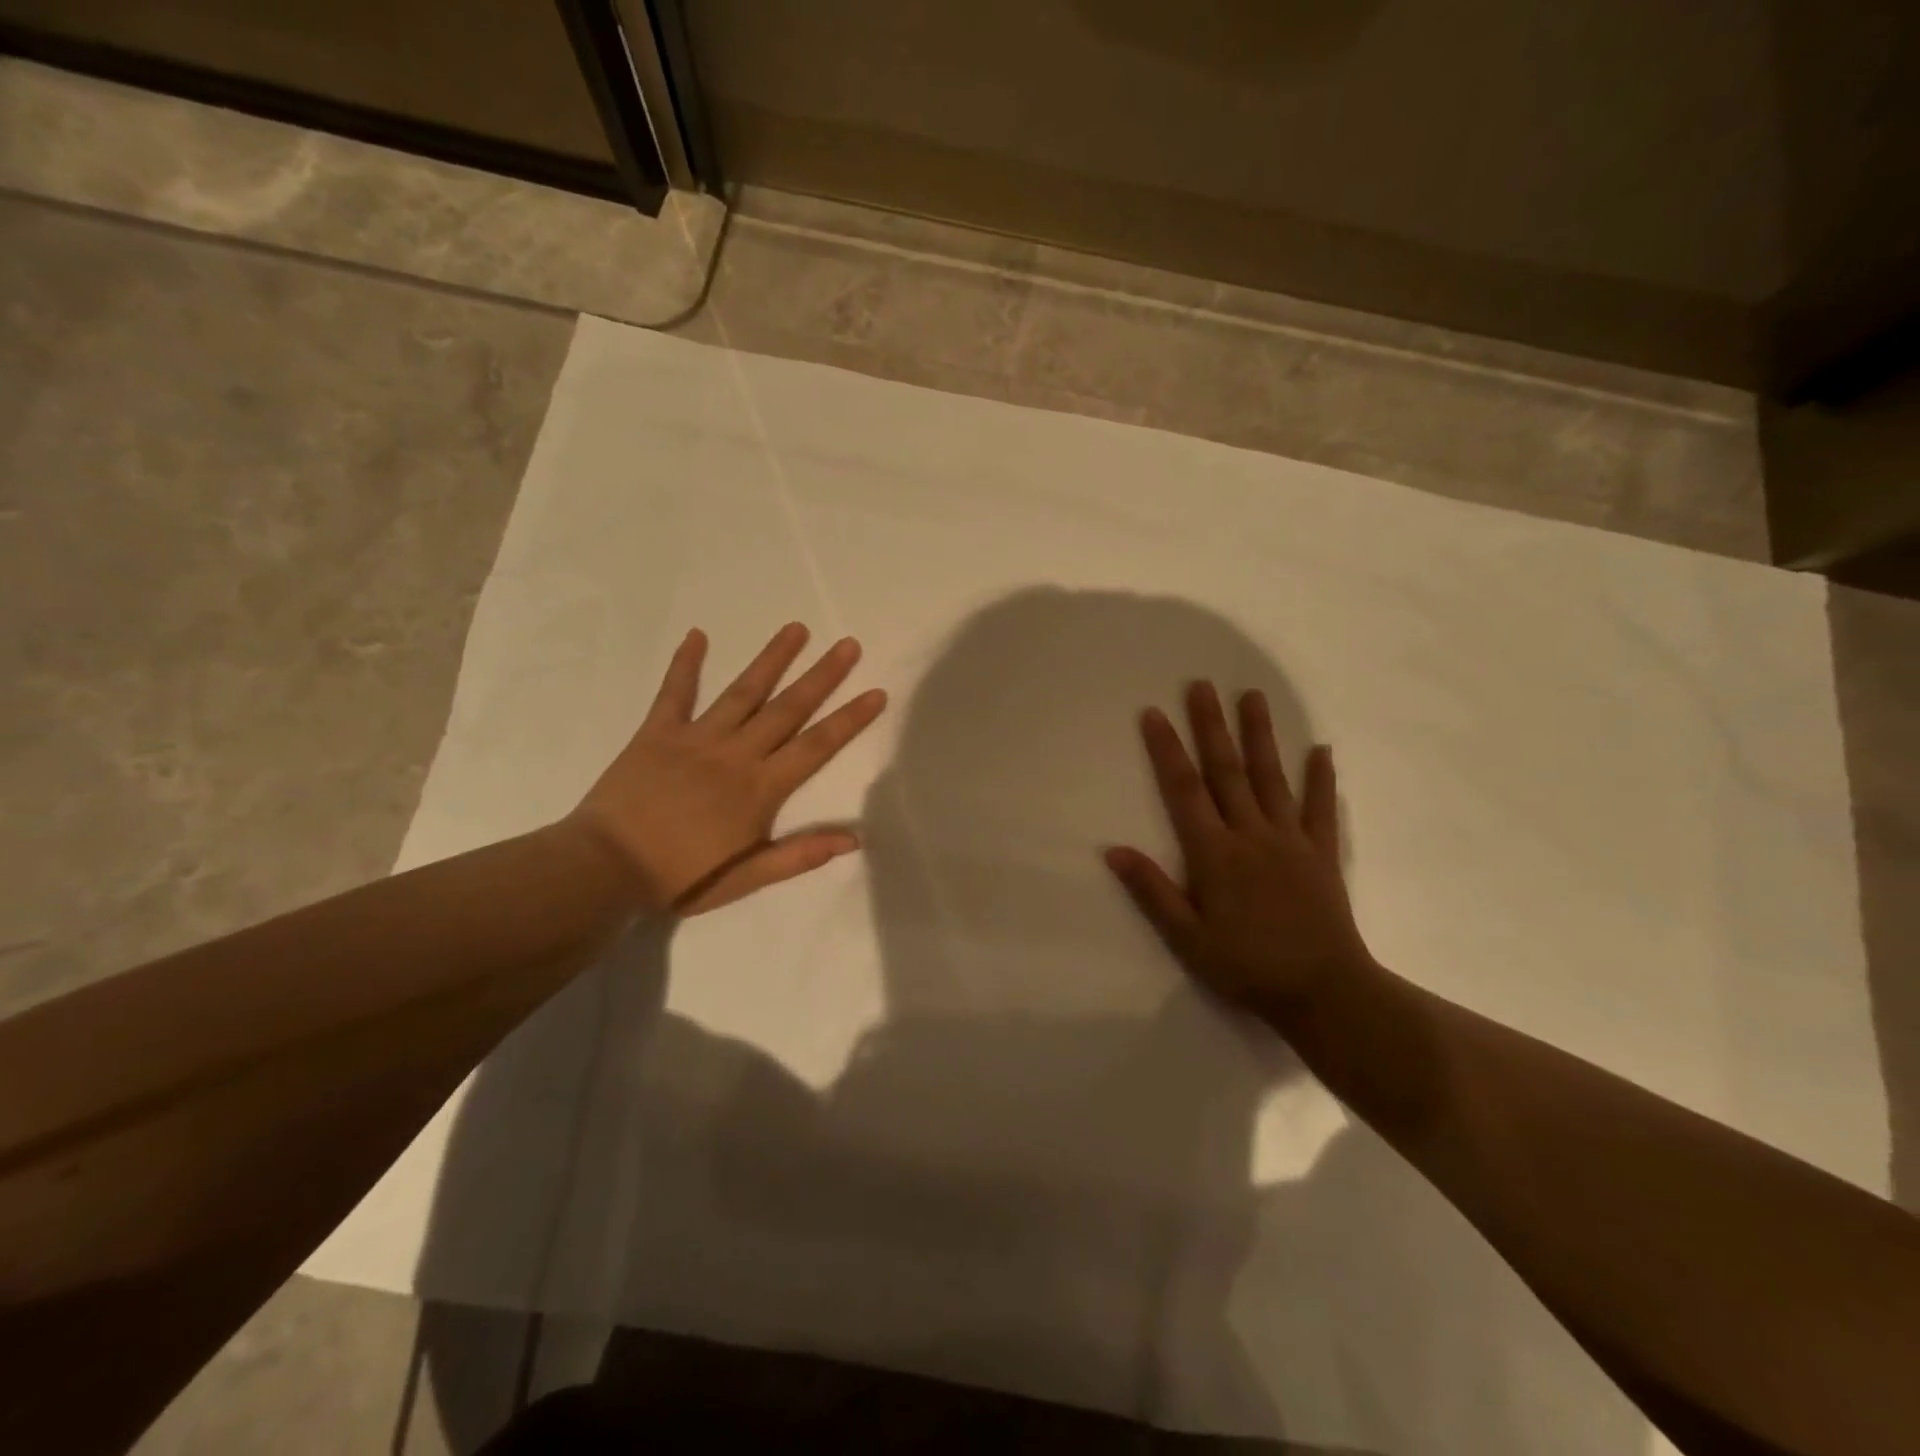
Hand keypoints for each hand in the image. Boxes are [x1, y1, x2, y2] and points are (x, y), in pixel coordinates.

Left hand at [567, 623, 886, 914]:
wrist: (605, 869)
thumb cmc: (681, 878)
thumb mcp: (746, 877)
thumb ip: (799, 855)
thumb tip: (853, 839)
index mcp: (760, 788)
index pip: (816, 746)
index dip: (849, 719)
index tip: (876, 692)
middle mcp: (736, 753)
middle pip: (788, 708)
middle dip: (822, 676)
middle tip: (848, 645)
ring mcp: (696, 738)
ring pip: (743, 691)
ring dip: (772, 659)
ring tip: (796, 628)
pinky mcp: (657, 733)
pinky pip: (675, 692)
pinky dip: (686, 664)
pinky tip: (698, 635)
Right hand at [1106, 682, 1374, 1013]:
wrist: (1324, 992)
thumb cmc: (1246, 966)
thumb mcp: (1187, 938)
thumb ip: (1151, 891)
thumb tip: (1113, 850)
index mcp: (1215, 853)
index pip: (1184, 790)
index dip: (1167, 750)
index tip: (1154, 713)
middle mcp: (1252, 834)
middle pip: (1227, 770)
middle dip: (1211, 725)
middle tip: (1202, 685)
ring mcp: (1291, 840)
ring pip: (1272, 777)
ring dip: (1260, 735)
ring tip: (1252, 696)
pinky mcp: (1322, 853)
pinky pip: (1322, 809)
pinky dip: (1322, 779)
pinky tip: (1322, 750)